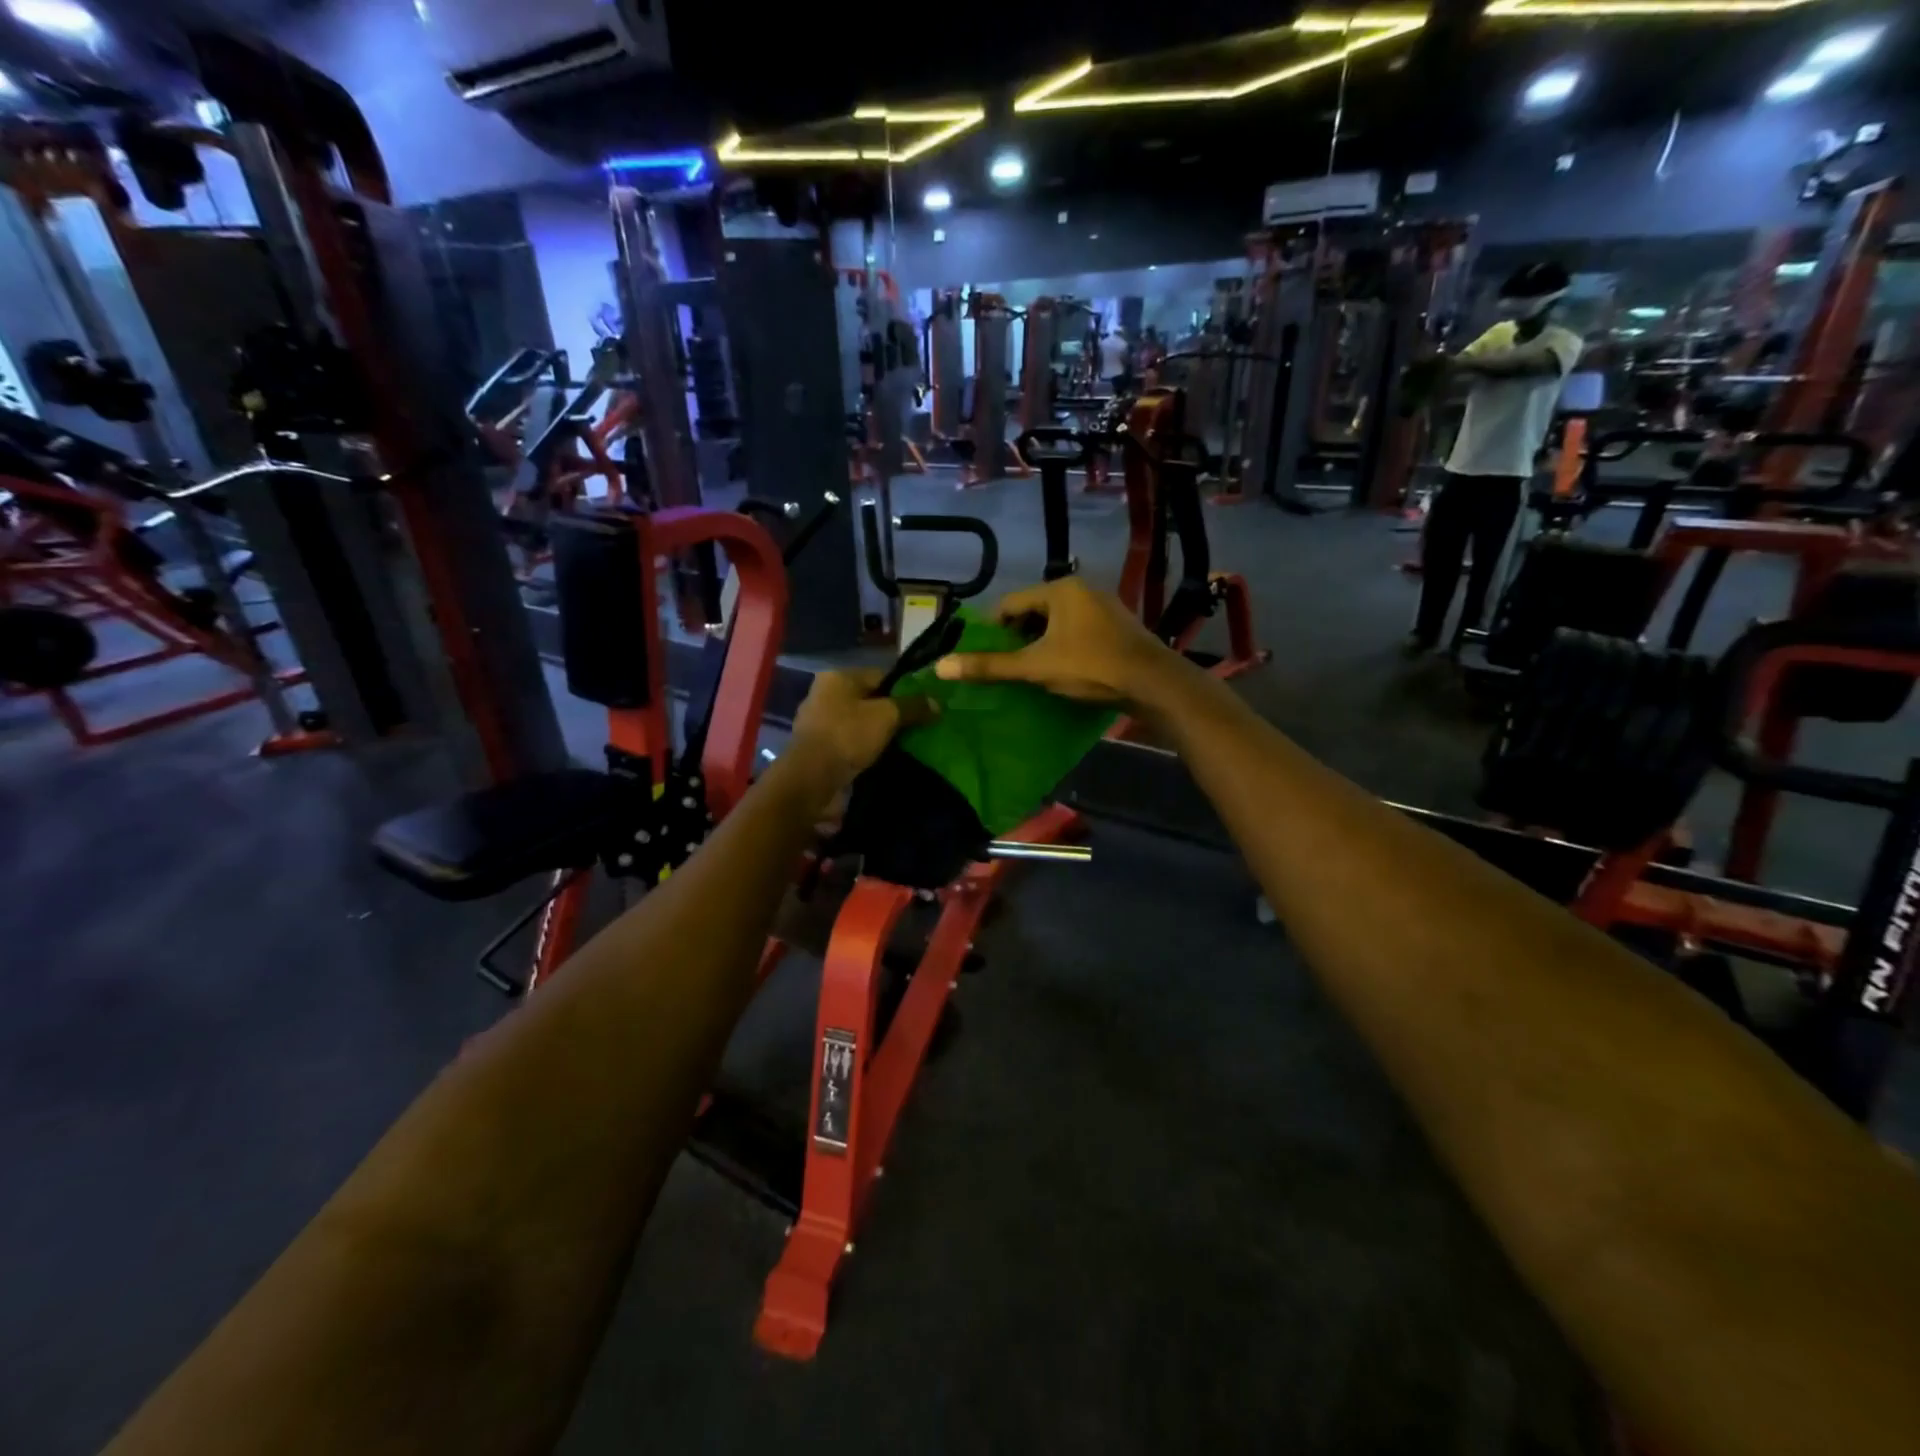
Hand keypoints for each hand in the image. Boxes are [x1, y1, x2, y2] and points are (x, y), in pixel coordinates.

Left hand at [789, 669, 935, 788]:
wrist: (812, 780)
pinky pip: (852, 744)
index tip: (925, 706)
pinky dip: (867, 750)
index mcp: (837, 677)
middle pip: (870, 700)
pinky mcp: (820, 750)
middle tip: (920, 726)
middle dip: (893, 713)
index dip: (905, 689)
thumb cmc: (848, 736)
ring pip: (861, 724)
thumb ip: (912, 706)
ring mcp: (820, 724)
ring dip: (880, 734)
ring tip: (907, 745)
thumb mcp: (887, 716)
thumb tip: (936, 702)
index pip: (880, 676)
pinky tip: (886, 759)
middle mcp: (825, 695)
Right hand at [933, 577, 1176, 704]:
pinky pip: (1078, 632)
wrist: (1153, 683)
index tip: (983, 654)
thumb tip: (941, 666)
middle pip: (1034, 611)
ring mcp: (1104, 607)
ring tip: (1030, 671)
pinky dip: (1064, 647)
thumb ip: (990, 666)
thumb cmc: (1090, 667)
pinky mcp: (1117, 627)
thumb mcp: (1035, 667)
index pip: (1011, 602)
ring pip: (1057, 623)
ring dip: (1041, 644)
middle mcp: (1082, 590)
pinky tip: (1062, 670)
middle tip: (1006, 665)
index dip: (992, 628)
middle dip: (1017, 637)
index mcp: (1060, 590)